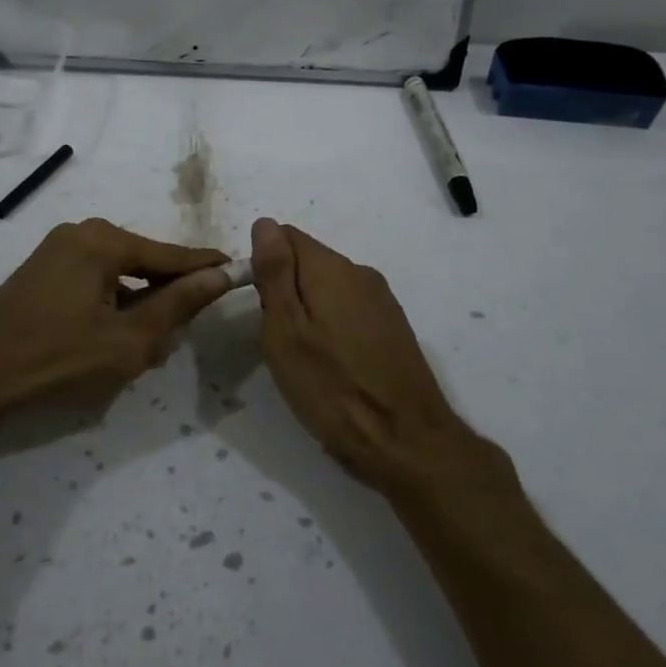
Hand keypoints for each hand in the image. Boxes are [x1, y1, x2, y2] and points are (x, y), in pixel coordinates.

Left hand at [0, 218, 232, 418]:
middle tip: (185, 328)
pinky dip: (112, 304)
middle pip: (143, 262)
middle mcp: (81, 233)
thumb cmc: (58, 357)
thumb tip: (218, 275)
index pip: (170, 254)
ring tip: (149, 343)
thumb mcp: (128, 339)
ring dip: (138, 305)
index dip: (205, 267)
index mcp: (103, 241)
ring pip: (118, 274)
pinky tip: (115, 337)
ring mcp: (57, 250)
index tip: (237, 269)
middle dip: (166, 295)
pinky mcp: (42, 270)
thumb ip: (177, 305)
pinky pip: (94, 281)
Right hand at [249, 218, 510, 499]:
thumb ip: (275, 273)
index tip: (260, 307)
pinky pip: (349, 310)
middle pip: (308, 261)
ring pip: (328, 289)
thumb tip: (265, 223)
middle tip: (279, 341)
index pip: (285, 236)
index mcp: (332, 269)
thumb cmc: (333, 388)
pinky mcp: (393, 328)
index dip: (263, 265)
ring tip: (303, 359)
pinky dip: (331, 327)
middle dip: (284, 291)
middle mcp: (361, 274)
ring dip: (307, 311)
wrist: (406, 443)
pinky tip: (332, 365)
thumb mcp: (286, 331)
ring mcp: (382, 301)